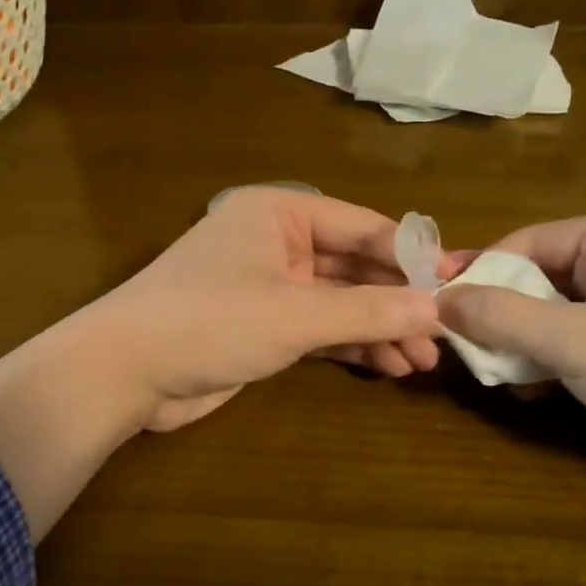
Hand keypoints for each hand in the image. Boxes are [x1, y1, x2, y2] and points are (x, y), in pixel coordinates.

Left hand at [80, 186, 446, 430]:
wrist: (125, 372)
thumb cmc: (210, 321)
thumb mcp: (295, 315)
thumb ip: (368, 311)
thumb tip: (439, 309)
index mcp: (278, 213)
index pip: (361, 226)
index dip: (412, 256)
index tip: (460, 284)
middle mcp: (275, 242)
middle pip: (352, 266)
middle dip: (396, 301)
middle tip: (444, 335)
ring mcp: (267, 286)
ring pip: (338, 301)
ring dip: (378, 328)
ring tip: (423, 361)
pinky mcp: (261, 327)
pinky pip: (318, 328)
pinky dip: (350, 344)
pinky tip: (387, 365)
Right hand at [436, 212, 585, 501]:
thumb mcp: (576, 339)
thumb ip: (500, 316)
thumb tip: (437, 300)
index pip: (526, 242)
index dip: (478, 273)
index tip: (435, 306)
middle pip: (538, 279)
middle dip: (498, 315)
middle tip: (462, 348)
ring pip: (553, 315)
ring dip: (520, 344)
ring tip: (494, 374)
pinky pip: (576, 344)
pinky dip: (548, 363)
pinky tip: (530, 390)